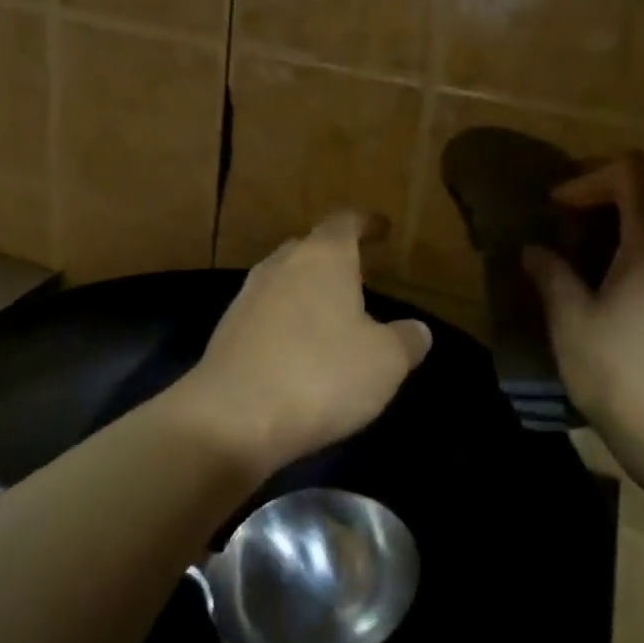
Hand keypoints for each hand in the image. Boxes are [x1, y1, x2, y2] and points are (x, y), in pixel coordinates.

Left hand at [172, 212, 431, 477]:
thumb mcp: (385, 362)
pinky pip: (266, 315)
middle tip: (359, 274)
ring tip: (332, 314)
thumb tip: (417, 330)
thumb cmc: (321, 375)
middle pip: (309, 248)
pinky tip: (299, 351)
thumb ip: (406, 340)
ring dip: (307, 292)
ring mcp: (247, 298)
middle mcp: (280, 266)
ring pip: (284, 281)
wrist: (232, 419)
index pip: (345, 223)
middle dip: (334, 258)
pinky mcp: (226, 333)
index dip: (367, 223)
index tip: (382, 227)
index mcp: (323, 257)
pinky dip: (286, 323)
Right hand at [522, 152, 643, 449]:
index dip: (588, 179)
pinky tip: (620, 266)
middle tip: (575, 210)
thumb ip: (551, 275)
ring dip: (634, 207)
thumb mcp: (571, 321)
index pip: (632, 172)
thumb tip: (533, 250)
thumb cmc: (619, 372)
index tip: (557, 209)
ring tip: (593, 237)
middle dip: (614, 183)